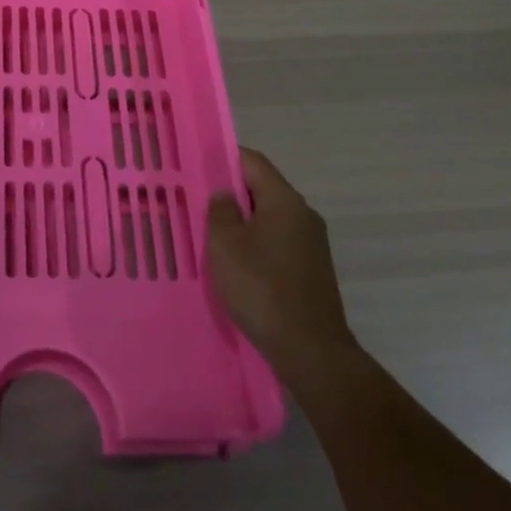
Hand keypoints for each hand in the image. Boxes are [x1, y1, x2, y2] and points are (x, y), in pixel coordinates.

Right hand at [207, 148, 356, 368]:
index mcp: (284, 200)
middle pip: (262, 189)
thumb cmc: (262, 289)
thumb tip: (225, 194)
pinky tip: (237, 265)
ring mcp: (312, 244)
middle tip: (198, 203)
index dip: (224, 158)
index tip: (197, 166)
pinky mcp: (313, 270)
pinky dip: (256, 245)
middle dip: (231, 193)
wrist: (311, 352)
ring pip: (269, 218)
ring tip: (212, 236)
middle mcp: (303, 214)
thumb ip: (220, 210)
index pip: (253, 161)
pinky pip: (278, 243)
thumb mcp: (225, 244)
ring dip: (243, 223)